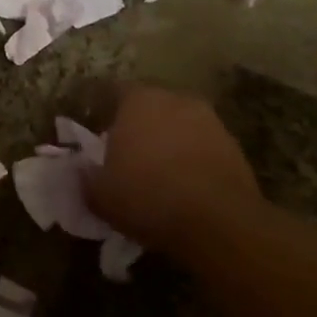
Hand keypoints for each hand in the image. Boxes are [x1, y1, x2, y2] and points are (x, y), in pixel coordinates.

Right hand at [88, 86, 262, 248]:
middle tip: (126, 153)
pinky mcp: (234, 147)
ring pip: (178, 124)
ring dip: (168, 141)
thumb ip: (86, 176)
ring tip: (158, 172)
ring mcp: (209, 121)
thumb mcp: (100, 194)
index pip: (112, 91)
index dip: (102, 112)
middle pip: (149, 105)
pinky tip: (185, 186)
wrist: (220, 224)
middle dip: (138, 125)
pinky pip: (202, 146)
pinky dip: (192, 160)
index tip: (96, 136)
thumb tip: (81, 170)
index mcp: (137, 99)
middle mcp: (174, 99)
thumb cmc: (148, 196)